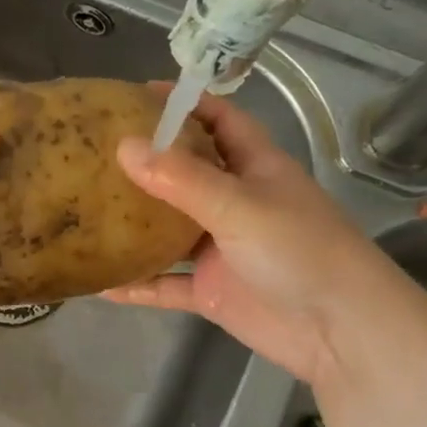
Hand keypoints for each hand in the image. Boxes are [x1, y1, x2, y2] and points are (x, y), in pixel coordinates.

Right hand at [107, 93, 373, 383]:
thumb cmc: (299, 251)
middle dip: (148, 161)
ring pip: (170, 230)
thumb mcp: (240, 206)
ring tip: (88, 210)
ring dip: (136, 224)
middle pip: (187, 173)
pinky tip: (100, 283)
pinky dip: (138, 283)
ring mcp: (222, 249)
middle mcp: (236, 203)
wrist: (338, 331)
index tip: (137, 95)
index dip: (186, 103)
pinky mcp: (212, 290)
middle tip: (96, 151)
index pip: (220, 120)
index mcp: (255, 168)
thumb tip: (124, 147)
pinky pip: (166, 284)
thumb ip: (182, 180)